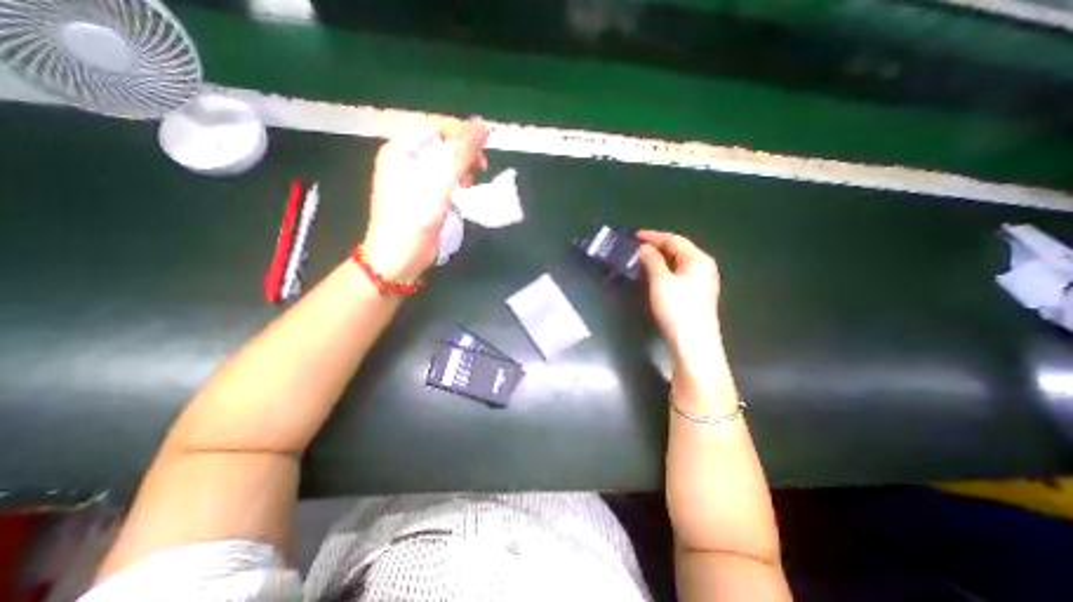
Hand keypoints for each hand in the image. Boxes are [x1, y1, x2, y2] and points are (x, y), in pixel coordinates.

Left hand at [365, 120, 489, 283]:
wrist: (398, 257)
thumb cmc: (414, 217)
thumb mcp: (439, 182)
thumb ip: (461, 154)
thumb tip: (483, 126)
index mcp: (400, 149)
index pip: (434, 126)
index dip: (460, 130)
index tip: (484, 145)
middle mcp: (404, 161)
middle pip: (438, 144)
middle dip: (462, 151)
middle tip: (481, 165)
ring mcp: (411, 180)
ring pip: (442, 163)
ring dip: (461, 167)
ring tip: (473, 179)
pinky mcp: (421, 198)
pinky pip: (441, 181)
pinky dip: (456, 182)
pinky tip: (464, 190)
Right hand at [631, 231, 723, 370]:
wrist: (693, 343)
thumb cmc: (677, 309)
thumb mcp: (661, 281)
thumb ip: (653, 260)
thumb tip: (645, 248)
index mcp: (698, 259)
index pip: (674, 240)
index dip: (654, 236)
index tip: (635, 235)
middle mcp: (704, 266)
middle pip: (679, 249)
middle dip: (658, 246)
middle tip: (636, 246)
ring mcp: (703, 281)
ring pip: (679, 262)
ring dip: (661, 258)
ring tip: (642, 258)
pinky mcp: (697, 294)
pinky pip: (680, 273)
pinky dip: (666, 269)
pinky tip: (655, 274)